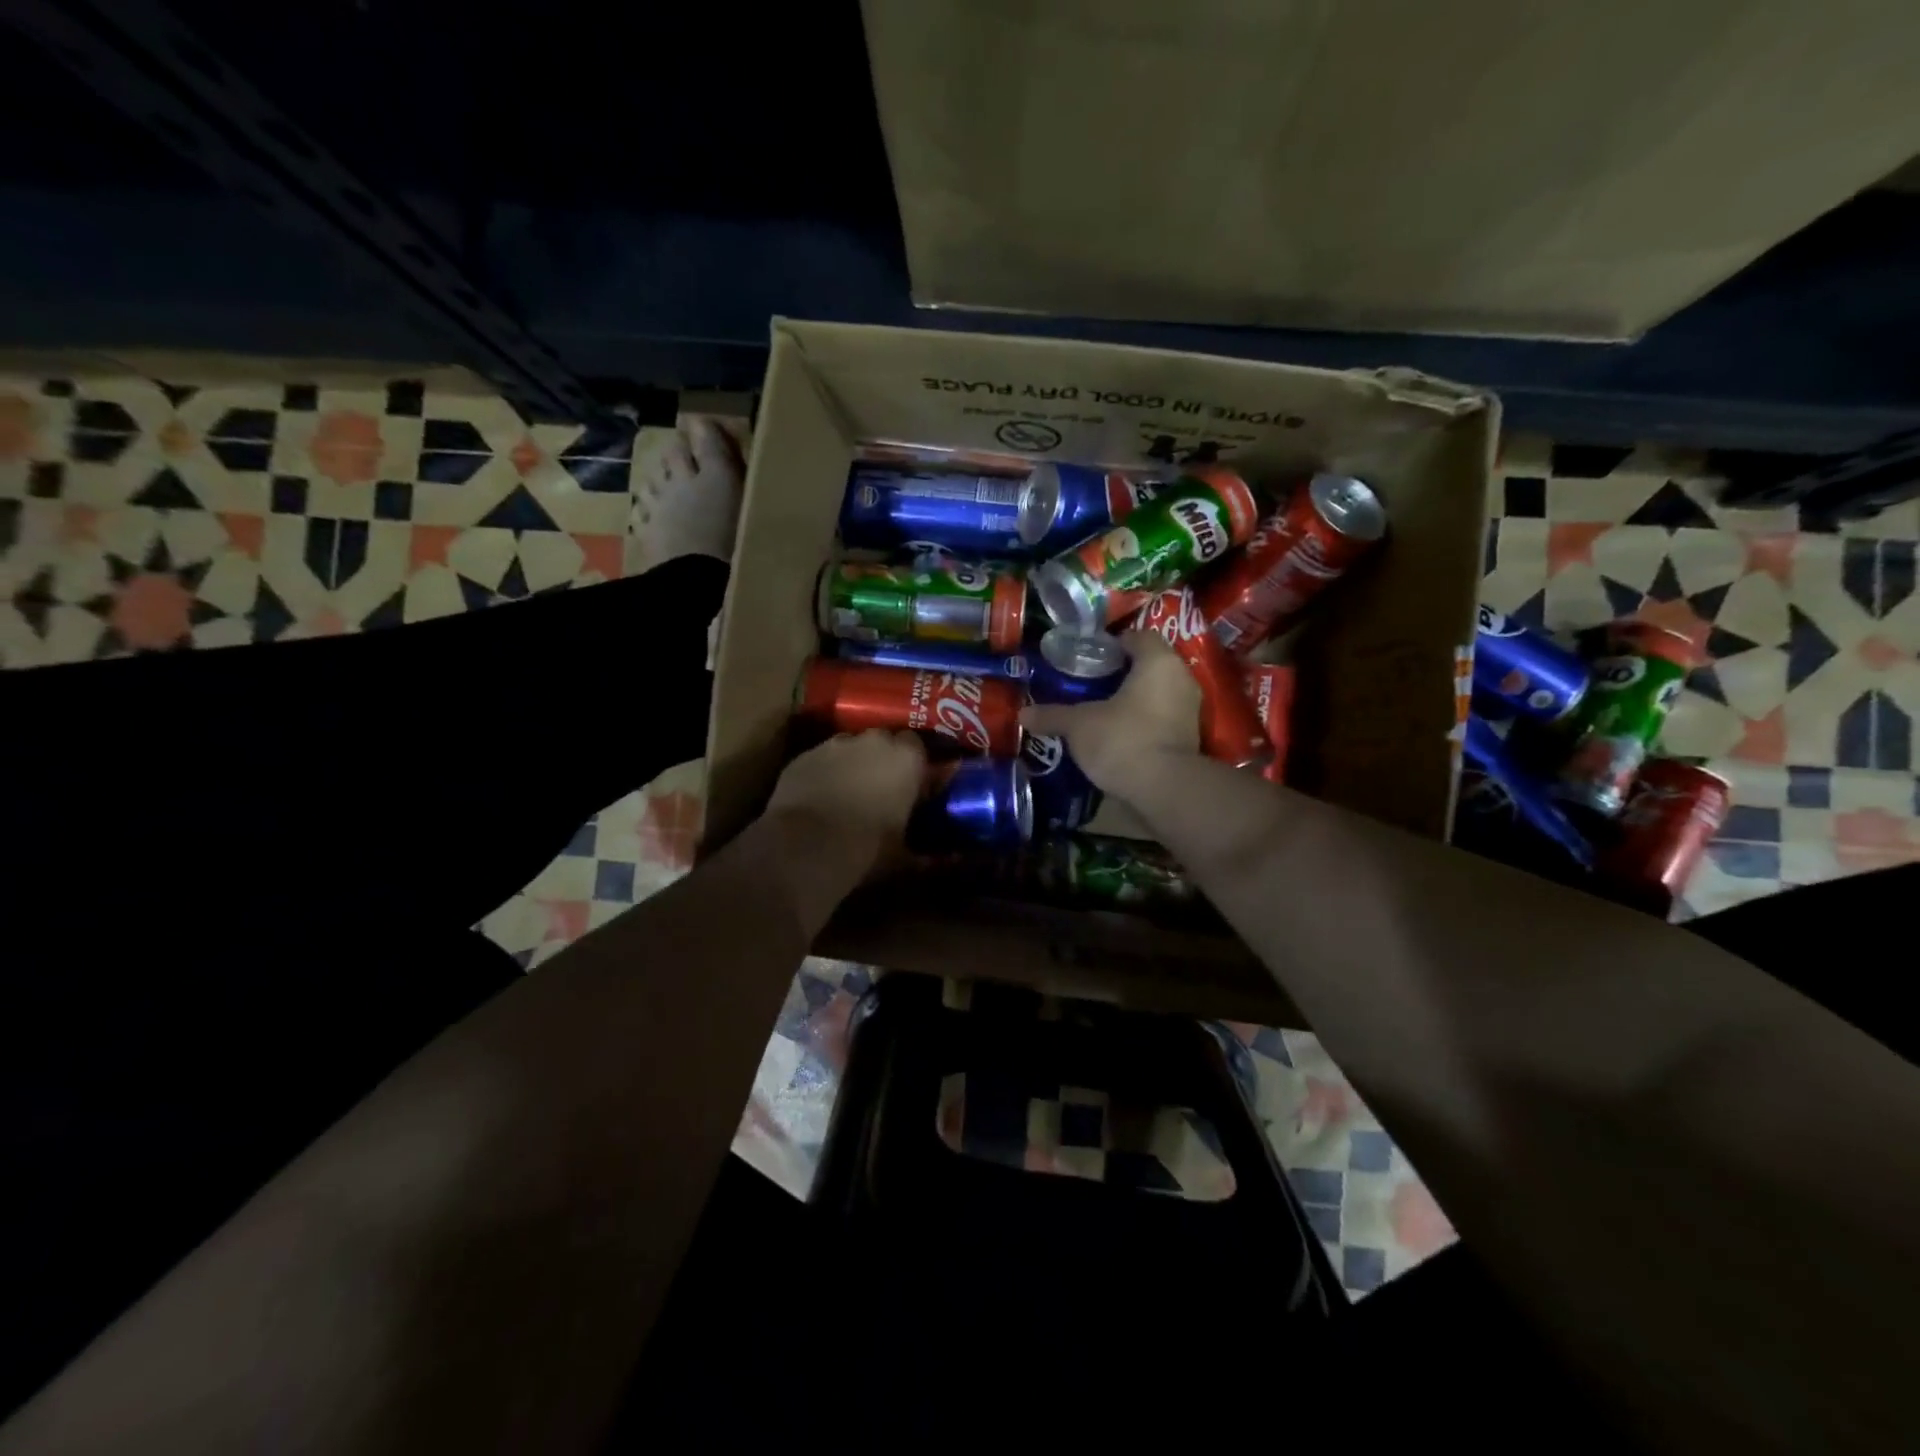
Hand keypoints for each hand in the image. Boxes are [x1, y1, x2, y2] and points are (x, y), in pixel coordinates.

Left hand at [766, 729, 926, 877]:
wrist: (806, 846)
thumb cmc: (867, 847)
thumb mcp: (903, 855)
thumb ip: (925, 853)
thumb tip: (946, 860)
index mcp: (906, 758)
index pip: (918, 746)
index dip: (913, 764)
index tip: (911, 785)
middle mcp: (873, 741)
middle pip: (883, 741)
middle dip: (882, 759)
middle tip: (880, 788)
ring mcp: (834, 745)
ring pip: (849, 748)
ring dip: (852, 764)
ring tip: (847, 793)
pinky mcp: (804, 756)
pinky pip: (821, 759)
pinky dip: (824, 773)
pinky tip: (818, 798)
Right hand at [1021, 630, 1200, 796]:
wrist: (1164, 789)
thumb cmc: (1122, 740)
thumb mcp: (1079, 725)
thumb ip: (1053, 715)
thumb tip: (1023, 714)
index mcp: (1158, 662)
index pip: (1139, 637)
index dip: (1114, 644)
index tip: (1090, 658)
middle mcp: (1181, 679)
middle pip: (1149, 666)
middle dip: (1122, 674)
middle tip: (1091, 684)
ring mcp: (1190, 711)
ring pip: (1157, 694)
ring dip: (1134, 700)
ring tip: (1102, 711)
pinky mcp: (1190, 739)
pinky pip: (1162, 719)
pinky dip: (1144, 723)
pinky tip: (1118, 735)